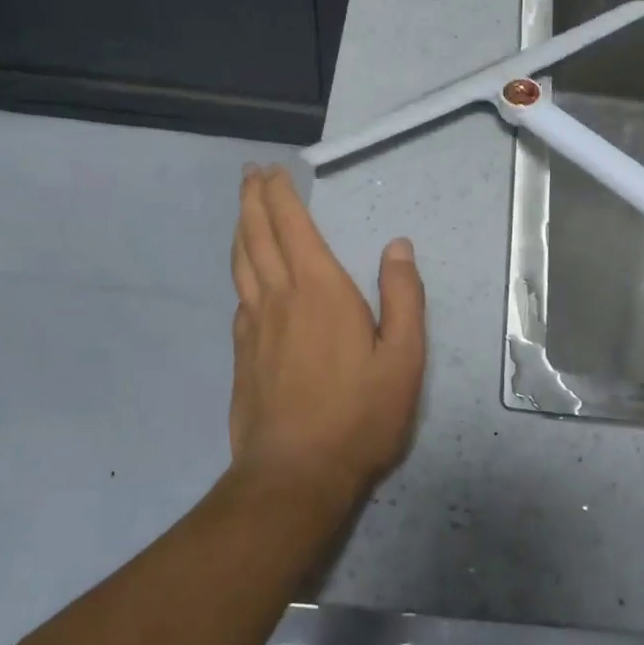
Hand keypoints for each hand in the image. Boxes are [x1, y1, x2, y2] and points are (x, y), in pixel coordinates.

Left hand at [228, 166, 426, 506]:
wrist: (295, 475)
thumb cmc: (358, 414)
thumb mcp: (403, 358)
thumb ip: (402, 297)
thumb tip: (397, 246)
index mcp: (319, 290)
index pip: (292, 226)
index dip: (279, 194)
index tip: (271, 169)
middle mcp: (279, 297)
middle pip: (257, 236)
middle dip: (252, 199)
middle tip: (249, 173)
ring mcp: (254, 327)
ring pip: (241, 264)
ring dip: (240, 230)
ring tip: (242, 211)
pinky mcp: (242, 355)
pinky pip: (240, 299)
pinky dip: (241, 273)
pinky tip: (247, 279)